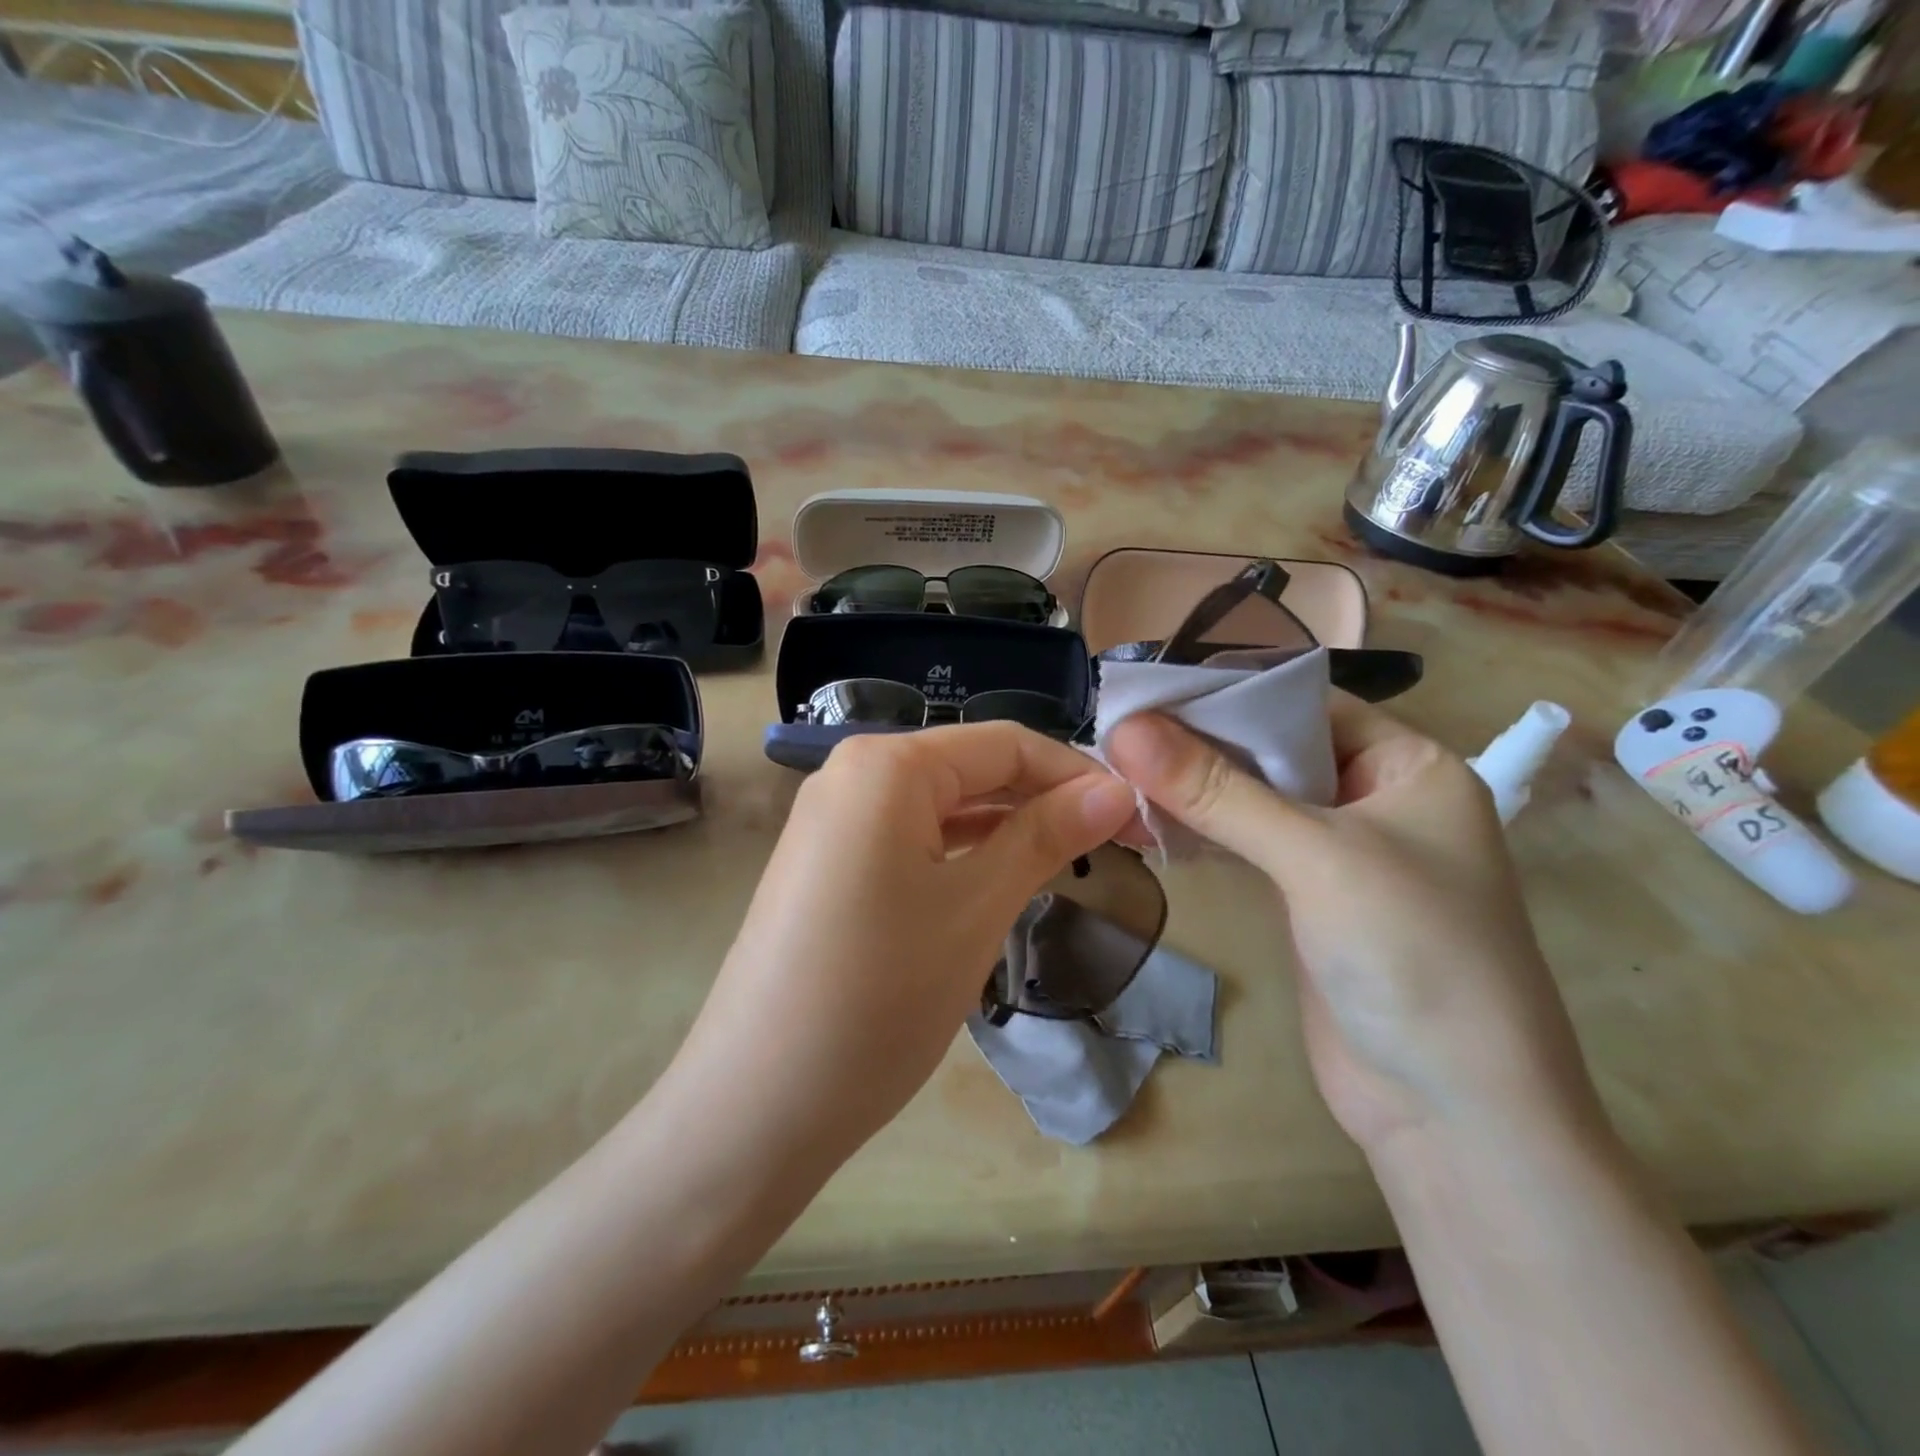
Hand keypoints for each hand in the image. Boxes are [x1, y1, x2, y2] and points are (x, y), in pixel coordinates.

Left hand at [675, 725, 1136, 1164]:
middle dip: (1044, 801)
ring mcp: (832, 821)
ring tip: (1069, 861)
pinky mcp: (826, 865)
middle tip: (1117, 845)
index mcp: (887, 765)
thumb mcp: (976, 908)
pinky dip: (961, 852)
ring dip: (1006, 828)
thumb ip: (1045, 836)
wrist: (755, 1106)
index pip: (1005, 744)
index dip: (1077, 774)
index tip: (1138, 817)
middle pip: (971, 769)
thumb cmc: (879, 996)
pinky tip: (999, 878)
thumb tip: (1115, 791)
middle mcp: (852, 774)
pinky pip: (909, 839)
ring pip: (941, 806)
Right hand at [1105, 697, 1600, 1156]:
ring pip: (1255, 799)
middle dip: (1200, 742)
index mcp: (1409, 765)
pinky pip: (1247, 845)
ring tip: (1116, 769)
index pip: (1305, 703)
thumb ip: (1218, 790)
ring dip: (1193, 789)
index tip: (1147, 690)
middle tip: (1116, 730)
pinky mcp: (1308, 899)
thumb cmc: (1413, 956)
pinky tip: (1147, 820)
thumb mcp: (1316, 857)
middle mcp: (1377, 799)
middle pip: (1274, 750)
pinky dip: (1201, 831)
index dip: (1226, 693)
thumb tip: (1127, 729)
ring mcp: (1340, 853)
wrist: (1453, 1116)